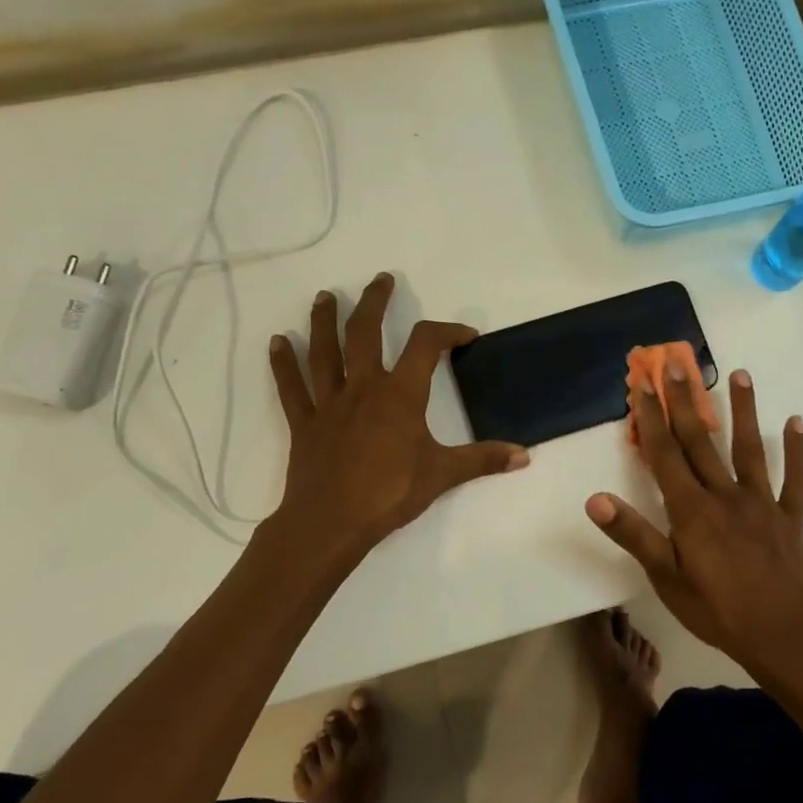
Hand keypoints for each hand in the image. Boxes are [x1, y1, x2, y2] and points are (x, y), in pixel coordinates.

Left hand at [269, 273, 527, 557]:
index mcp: (400, 394)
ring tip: (325, 296)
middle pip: (365, 332)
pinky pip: (292, 387)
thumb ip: (484, 460)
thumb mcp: (443, 475)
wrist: (332, 522)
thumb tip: (525, 455)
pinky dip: (284, 364)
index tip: (465, 336)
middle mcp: (363, 387)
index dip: (447, 332)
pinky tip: (277, 342)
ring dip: (324, 321)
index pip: (426, 345)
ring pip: (324, 351)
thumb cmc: (390, 493)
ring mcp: (330, 403)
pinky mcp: (305, 423)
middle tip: (381, 280)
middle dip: (374, 302)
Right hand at [585, 367, 802, 677]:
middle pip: (701, 441)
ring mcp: (762, 503)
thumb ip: (633, 534)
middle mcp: (726, 495)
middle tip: (677, 362)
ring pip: (750, 449)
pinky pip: (796, 479)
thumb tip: (596, 499)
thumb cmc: (717, 610)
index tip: (643, 383)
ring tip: (741, 374)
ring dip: (744, 411)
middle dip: (686, 400)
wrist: (783, 635)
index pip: (666, 454)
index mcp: (692, 510)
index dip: (652, 418)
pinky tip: (796, 422)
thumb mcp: (666, 577)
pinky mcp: (790, 518)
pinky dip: (797, 451)